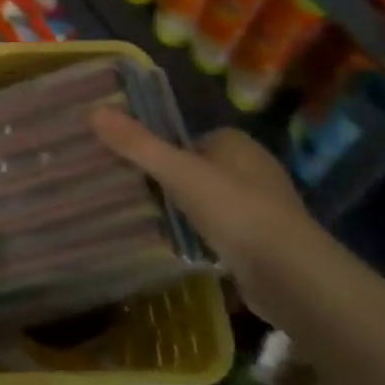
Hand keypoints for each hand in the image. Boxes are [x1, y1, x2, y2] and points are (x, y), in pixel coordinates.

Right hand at [91, 108, 327, 318]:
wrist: (290, 274)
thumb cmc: (233, 210)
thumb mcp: (177, 171)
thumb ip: (136, 143)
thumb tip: (93, 111)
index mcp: (236, 142)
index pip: (188, 138)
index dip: (162, 151)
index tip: (132, 168)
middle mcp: (254, 167)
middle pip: (198, 169)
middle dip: (172, 182)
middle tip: (136, 197)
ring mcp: (264, 206)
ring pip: (211, 200)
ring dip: (188, 211)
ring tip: (154, 224)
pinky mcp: (267, 241)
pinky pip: (225, 230)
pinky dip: (206, 236)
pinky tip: (186, 248)